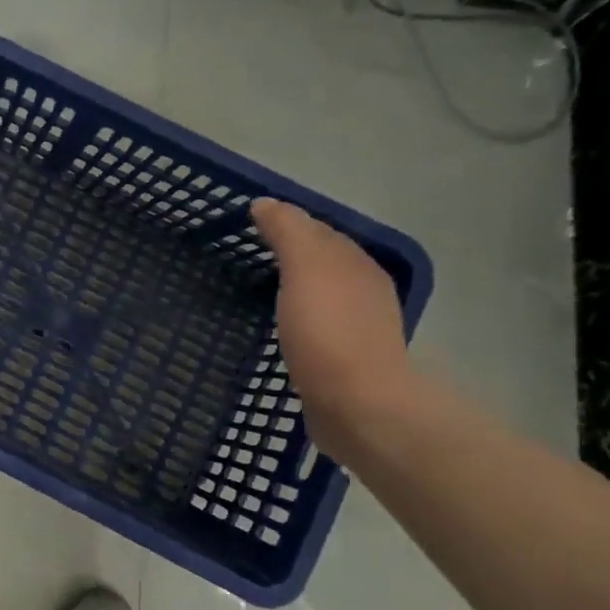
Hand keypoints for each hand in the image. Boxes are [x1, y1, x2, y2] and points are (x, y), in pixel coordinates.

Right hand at [251, 197, 411, 453]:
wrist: (359, 406)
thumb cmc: (328, 330)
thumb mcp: (305, 268)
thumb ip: (288, 231)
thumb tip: (265, 203)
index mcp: (357, 265)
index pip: (319, 231)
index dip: (286, 223)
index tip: (248, 225)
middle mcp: (363, 291)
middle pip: (322, 262)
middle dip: (290, 255)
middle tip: (246, 256)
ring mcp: (358, 329)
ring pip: (320, 296)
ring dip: (294, 289)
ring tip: (258, 291)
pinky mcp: (345, 363)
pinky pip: (316, 328)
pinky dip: (297, 321)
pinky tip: (279, 330)